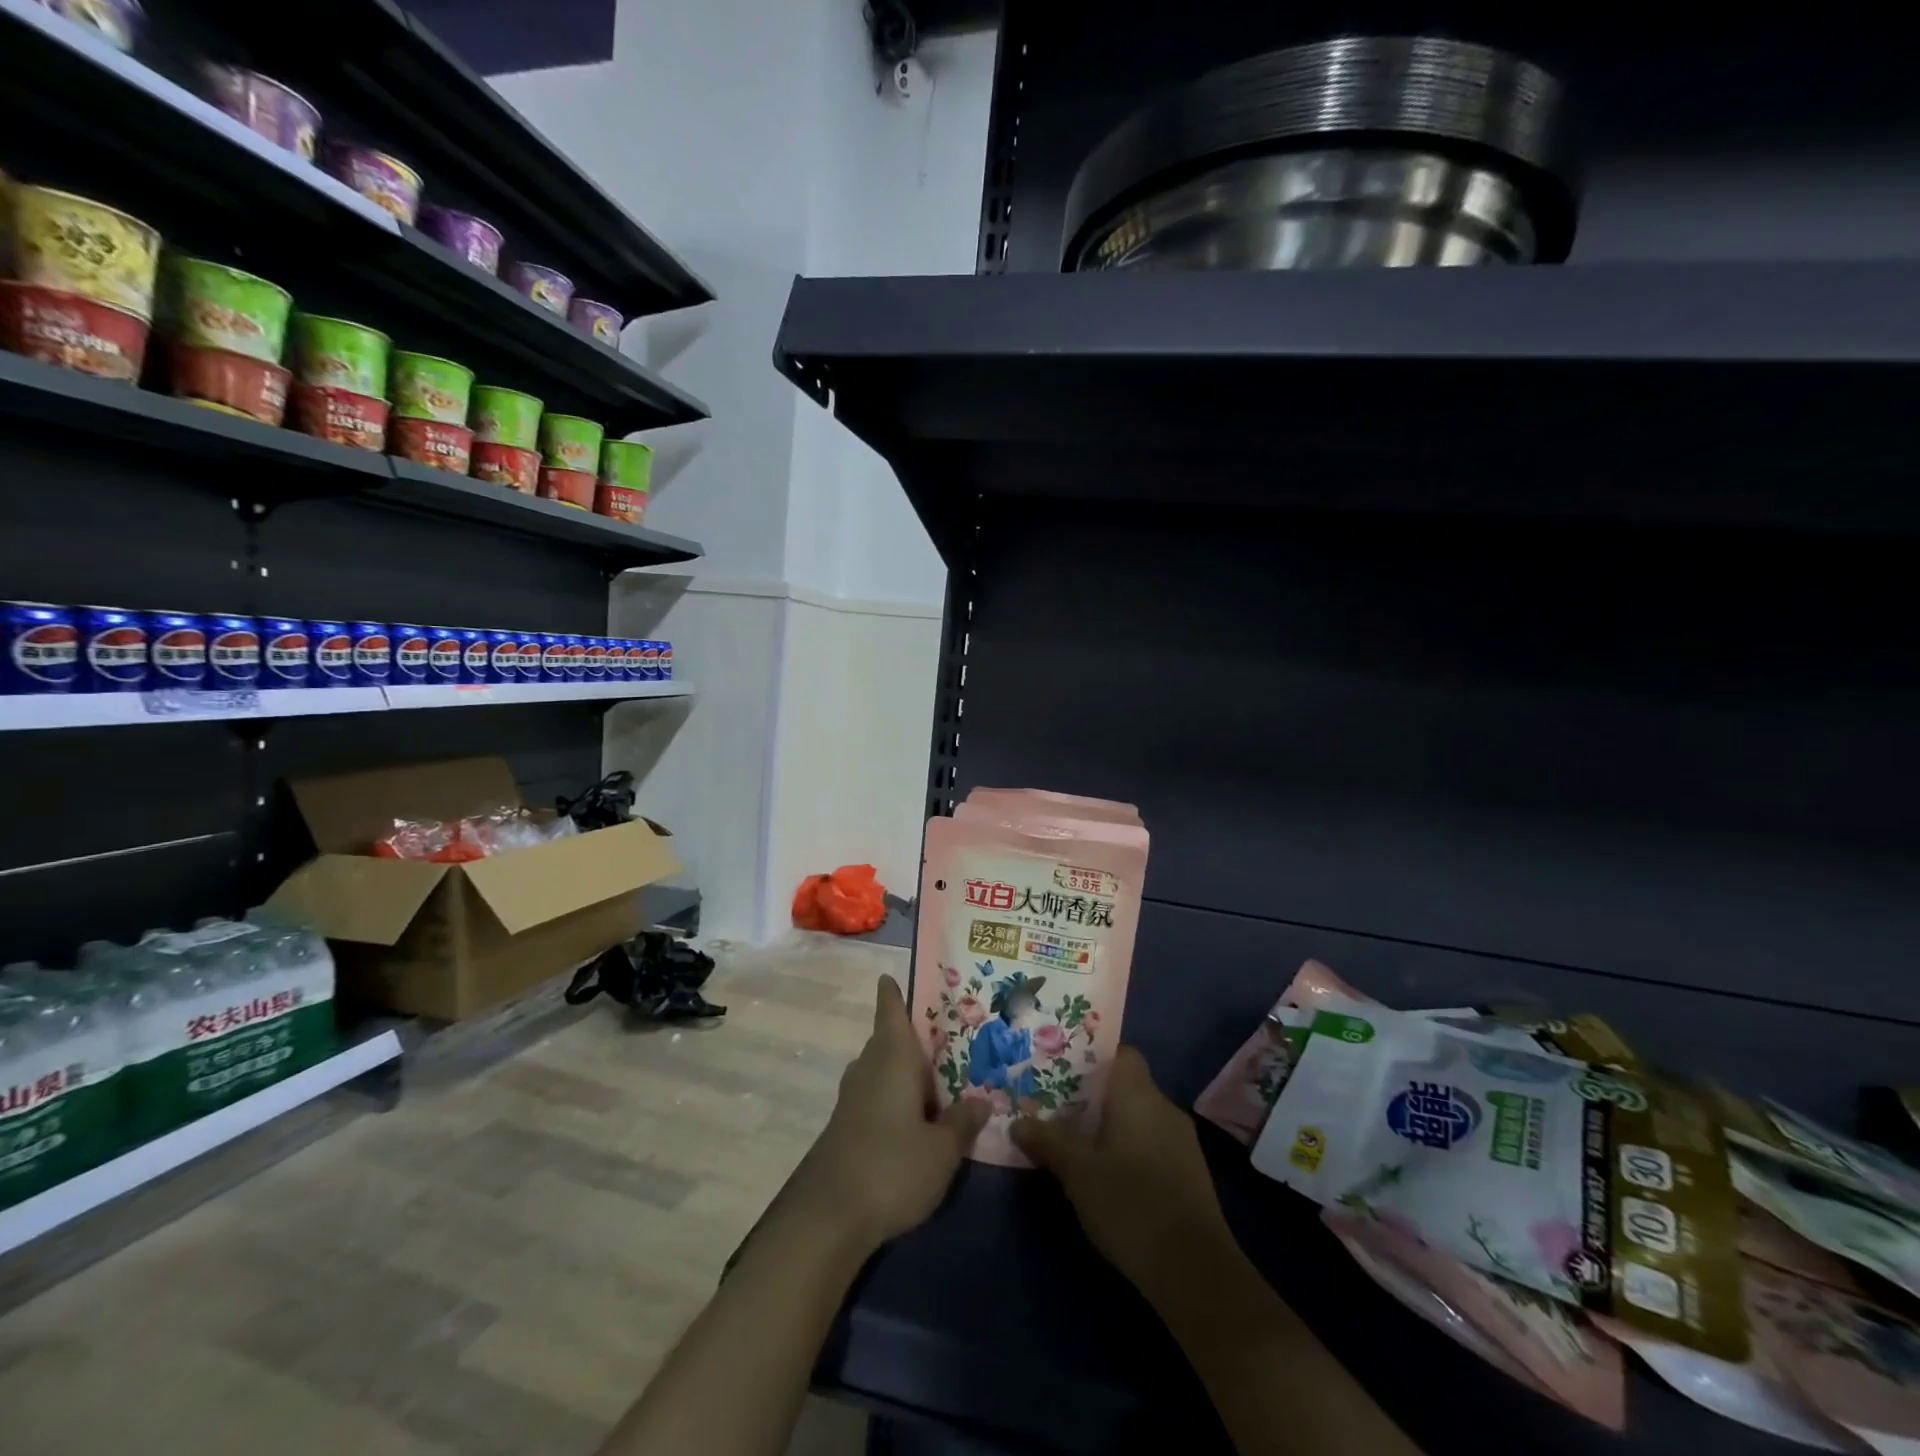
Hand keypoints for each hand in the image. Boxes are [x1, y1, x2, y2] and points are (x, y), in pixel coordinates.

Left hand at [785, 976, 988, 1253]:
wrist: (828, 1218)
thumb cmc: (892, 1167)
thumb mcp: (942, 1150)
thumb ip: (963, 1122)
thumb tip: (982, 1100)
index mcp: (892, 1056)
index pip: (890, 1009)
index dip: (893, 992)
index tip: (892, 976)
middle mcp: (869, 1067)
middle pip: (889, 1040)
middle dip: (914, 1039)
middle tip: (950, 1038)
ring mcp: (852, 1098)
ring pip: (883, 1070)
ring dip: (906, 1072)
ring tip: (941, 1079)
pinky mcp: (846, 1126)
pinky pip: (877, 1095)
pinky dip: (897, 1097)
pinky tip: (917, 1118)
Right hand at [1011, 1046, 1231, 1297]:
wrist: (1195, 1270)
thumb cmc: (1130, 1205)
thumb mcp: (1078, 1173)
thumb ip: (1048, 1142)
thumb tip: (1018, 1122)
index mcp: (1138, 1094)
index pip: (1121, 1053)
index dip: (1093, 1056)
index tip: (1062, 1068)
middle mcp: (1164, 1107)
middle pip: (1127, 1085)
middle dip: (1094, 1094)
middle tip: (1058, 1105)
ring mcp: (1182, 1141)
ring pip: (1140, 1116)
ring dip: (1113, 1124)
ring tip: (1077, 1139)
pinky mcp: (1190, 1173)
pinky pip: (1153, 1142)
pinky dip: (1131, 1147)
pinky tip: (1110, 1173)